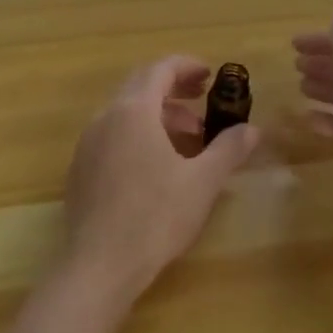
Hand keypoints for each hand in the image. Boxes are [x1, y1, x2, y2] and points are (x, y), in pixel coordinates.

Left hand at [61, 56, 260, 303]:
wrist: (99, 266)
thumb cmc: (155, 217)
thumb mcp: (202, 182)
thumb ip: (228, 149)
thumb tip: (252, 129)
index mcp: (133, 111)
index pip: (160, 70)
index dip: (187, 67)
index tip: (210, 76)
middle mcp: (104, 118)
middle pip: (140, 87)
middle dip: (174, 90)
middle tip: (203, 102)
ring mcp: (87, 144)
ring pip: (126, 114)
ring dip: (159, 116)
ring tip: (189, 140)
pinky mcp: (80, 170)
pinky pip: (113, 136)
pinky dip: (139, 135)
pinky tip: (159, 166)